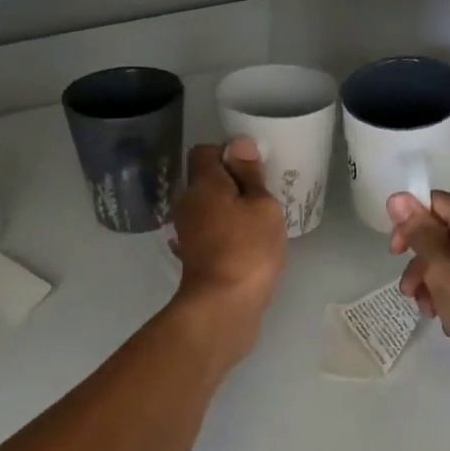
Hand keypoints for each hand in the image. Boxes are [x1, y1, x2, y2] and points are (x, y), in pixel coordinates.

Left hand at [169, 138, 286, 358]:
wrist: (223, 306)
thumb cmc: (248, 248)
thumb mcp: (262, 205)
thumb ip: (251, 174)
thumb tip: (239, 144)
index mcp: (203, 183)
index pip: (205, 151)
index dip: (229, 153)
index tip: (254, 168)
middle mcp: (188, 202)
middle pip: (205, 179)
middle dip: (231, 183)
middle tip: (262, 195)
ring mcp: (187, 231)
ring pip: (208, 207)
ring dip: (229, 209)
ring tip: (258, 221)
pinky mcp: (194, 256)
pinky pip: (209, 231)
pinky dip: (224, 232)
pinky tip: (245, 244)